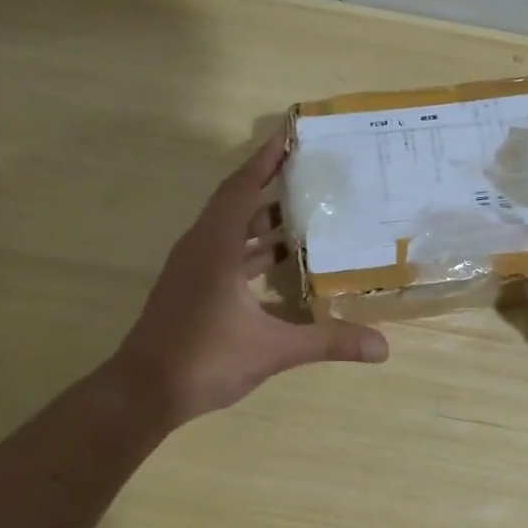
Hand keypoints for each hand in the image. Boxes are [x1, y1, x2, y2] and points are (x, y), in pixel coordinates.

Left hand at [111, 132, 388, 425]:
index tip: (290, 134)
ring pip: (231, 230)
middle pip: (237, 201)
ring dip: (263, 219)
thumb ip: (327, 342)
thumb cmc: (204, 359)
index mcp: (216, 245)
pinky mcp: (192, 288)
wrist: (144, 392)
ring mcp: (193, 269)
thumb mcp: (273, 350)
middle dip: (271, 183)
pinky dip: (253, 250)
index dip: (266, 158)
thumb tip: (382, 346)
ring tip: (305, 212)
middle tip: (311, 170)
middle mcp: (202, 247)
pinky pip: (226, 253)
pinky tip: (281, 263)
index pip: (243, 186)